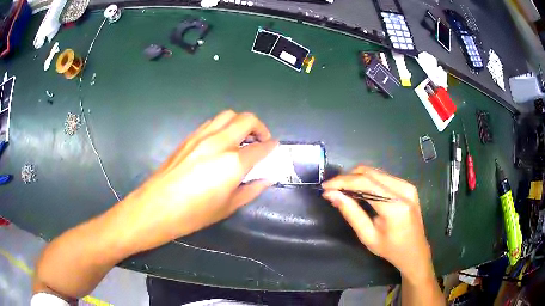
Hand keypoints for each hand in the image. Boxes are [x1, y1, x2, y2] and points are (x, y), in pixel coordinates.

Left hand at [118, 110, 276, 251]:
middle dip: (260, 127)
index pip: (260, 147)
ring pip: (228, 115)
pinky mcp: (189, 137)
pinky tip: (221, 141)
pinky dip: (223, 126)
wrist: (156, 207)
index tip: (274, 148)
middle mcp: (219, 142)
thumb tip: (267, 180)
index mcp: (232, 163)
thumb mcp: (227, 207)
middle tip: (261, 140)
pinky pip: (212, 123)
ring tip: (242, 138)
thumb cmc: (193, 214)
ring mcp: (202, 136)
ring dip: (240, 122)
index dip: (271, 146)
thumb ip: (251, 190)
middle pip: (246, 119)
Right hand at [321, 165, 433, 283]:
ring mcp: (407, 185)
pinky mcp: (407, 186)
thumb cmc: (391, 250)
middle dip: (347, 178)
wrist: (415, 252)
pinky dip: (367, 181)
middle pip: (370, 173)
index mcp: (395, 205)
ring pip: (375, 172)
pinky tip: (359, 192)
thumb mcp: (368, 236)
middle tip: (332, 190)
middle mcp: (403, 189)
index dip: (342, 182)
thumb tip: (332, 195)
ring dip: (356, 178)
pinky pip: (382, 177)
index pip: (365, 183)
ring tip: (343, 191)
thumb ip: (351, 213)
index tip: (325, 187)